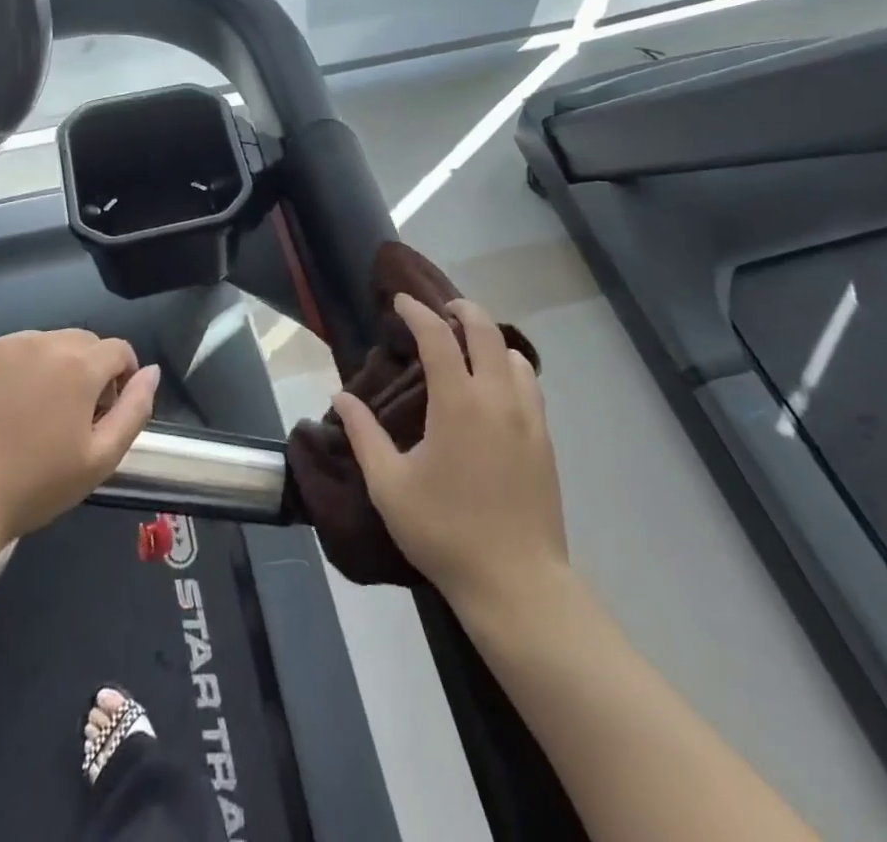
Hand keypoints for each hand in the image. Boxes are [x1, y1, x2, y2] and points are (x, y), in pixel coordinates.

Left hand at [0, 329, 159, 560]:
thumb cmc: (33, 487)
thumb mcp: (100, 459)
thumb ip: (135, 409)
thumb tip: (151, 371)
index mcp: (78, 364)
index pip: (118, 350)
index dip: (121, 378)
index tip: (105, 411)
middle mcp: (40, 341)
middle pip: (79, 342)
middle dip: (85, 369)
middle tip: (67, 415)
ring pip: (38, 344)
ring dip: (45, 367)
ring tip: (27, 413)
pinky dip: (5, 371)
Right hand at [333, 295, 567, 611]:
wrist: (517, 584)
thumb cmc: (445, 532)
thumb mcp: (389, 486)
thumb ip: (363, 434)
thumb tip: (341, 397)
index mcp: (458, 403)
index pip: (438, 336)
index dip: (417, 312)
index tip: (400, 302)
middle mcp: (498, 399)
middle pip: (486, 331)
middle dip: (461, 310)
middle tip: (439, 310)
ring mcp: (528, 419)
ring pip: (514, 355)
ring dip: (489, 339)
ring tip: (467, 347)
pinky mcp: (545, 441)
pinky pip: (529, 385)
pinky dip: (509, 367)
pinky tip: (494, 388)